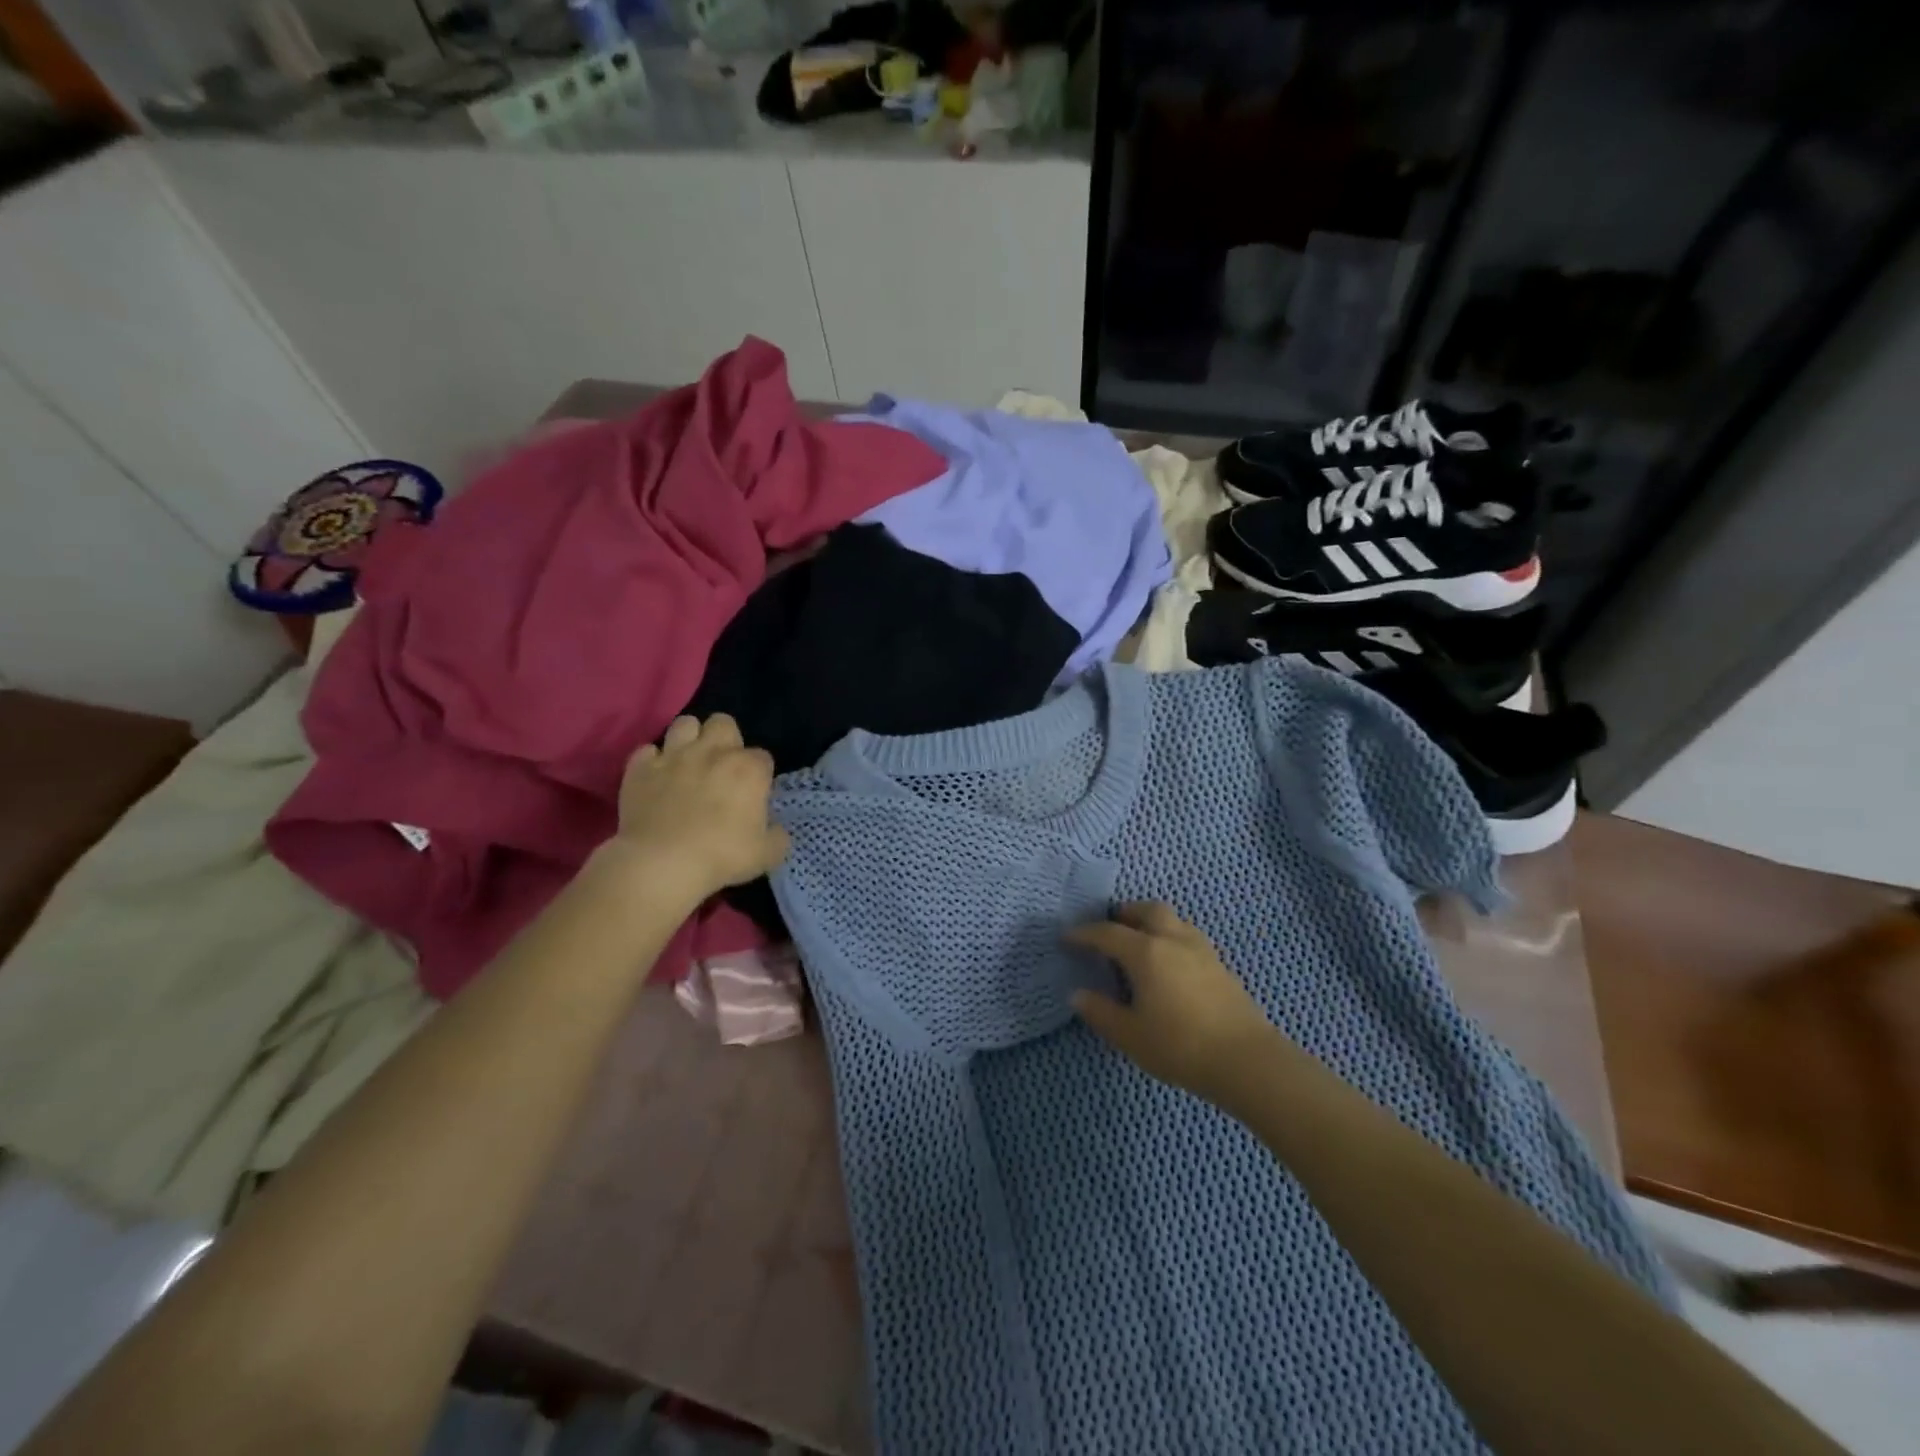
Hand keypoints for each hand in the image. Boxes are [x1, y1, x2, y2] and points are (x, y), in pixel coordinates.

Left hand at [610, 714, 789, 905]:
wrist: (662, 863)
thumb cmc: (721, 857)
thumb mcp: (767, 854)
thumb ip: (777, 836)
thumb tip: (775, 829)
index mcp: (749, 769)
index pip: (763, 756)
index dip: (759, 774)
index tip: (753, 793)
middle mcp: (713, 752)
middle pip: (723, 723)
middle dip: (725, 739)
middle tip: (721, 768)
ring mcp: (674, 756)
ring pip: (685, 723)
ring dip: (689, 739)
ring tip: (689, 762)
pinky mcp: (640, 768)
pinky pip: (647, 751)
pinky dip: (652, 762)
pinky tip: (655, 778)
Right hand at [1066, 903, 1282, 1104]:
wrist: (1246, 1060)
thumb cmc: (1180, 1046)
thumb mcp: (1130, 1035)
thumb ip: (1101, 1012)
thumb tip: (1078, 994)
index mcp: (1145, 952)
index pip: (1107, 933)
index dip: (1084, 934)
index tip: (1067, 937)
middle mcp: (1173, 940)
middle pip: (1147, 910)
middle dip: (1125, 913)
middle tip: (1110, 927)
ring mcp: (1201, 950)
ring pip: (1173, 920)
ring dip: (1152, 922)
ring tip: (1140, 941)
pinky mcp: (1220, 966)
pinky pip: (1188, 937)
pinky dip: (1171, 938)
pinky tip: (1169, 963)